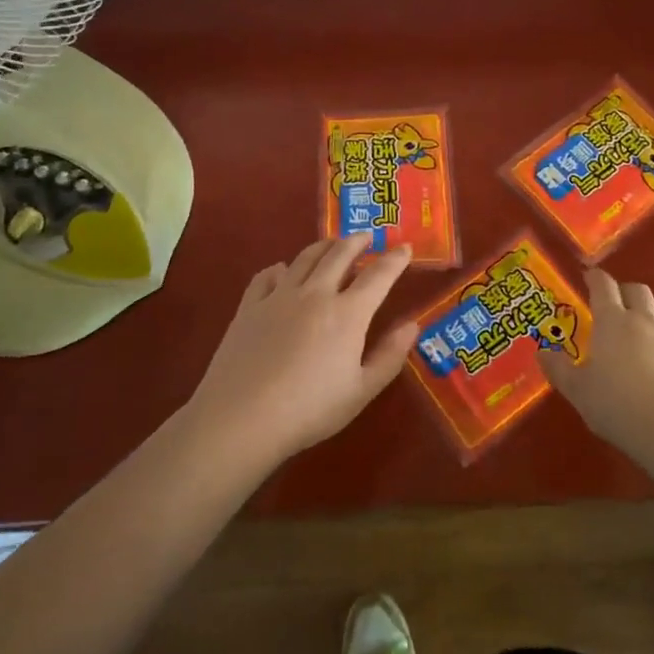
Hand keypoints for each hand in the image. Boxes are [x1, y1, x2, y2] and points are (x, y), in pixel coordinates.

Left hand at [187, 235, 418, 469]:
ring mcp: (279, 296)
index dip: (395, 259)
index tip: (405, 247)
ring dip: (323, 246)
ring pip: (305, 258)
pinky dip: (281, 268)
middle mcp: (315, 294)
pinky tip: (282, 271)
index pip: (378, 276)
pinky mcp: (250, 306)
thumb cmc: (309, 410)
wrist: (241, 418)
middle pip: (339, 254)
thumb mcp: (360, 392)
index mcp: (347, 314)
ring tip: (332, 244)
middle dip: (357, 241)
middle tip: (367, 236)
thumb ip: (389, 356)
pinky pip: (267, 275)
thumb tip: (412, 325)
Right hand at [542, 268, 653, 459]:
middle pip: (638, 290)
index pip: (603, 286)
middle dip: (626, 291)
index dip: (595, 278)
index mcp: (611, 322)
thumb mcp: (577, 391)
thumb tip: (542, 352)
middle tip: (617, 303)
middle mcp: (644, 320)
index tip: (589, 277)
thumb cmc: (617, 406)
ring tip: (647, 325)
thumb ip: (558, 369)